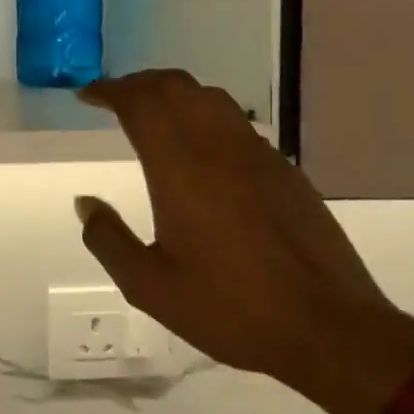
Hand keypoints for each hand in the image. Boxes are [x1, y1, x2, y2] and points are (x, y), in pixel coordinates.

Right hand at [73, 70, 411, 388]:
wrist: (329, 329)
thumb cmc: (230, 307)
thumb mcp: (149, 286)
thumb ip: (108, 239)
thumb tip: (84, 204)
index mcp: (179, 168)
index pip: (140, 102)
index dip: (109, 90)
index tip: (87, 96)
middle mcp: (218, 147)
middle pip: (175, 86)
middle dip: (139, 84)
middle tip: (114, 99)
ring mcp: (257, 155)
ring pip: (210, 97)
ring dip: (174, 94)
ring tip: (154, 114)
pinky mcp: (285, 171)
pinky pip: (236, 123)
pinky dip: (206, 117)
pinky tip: (201, 149)